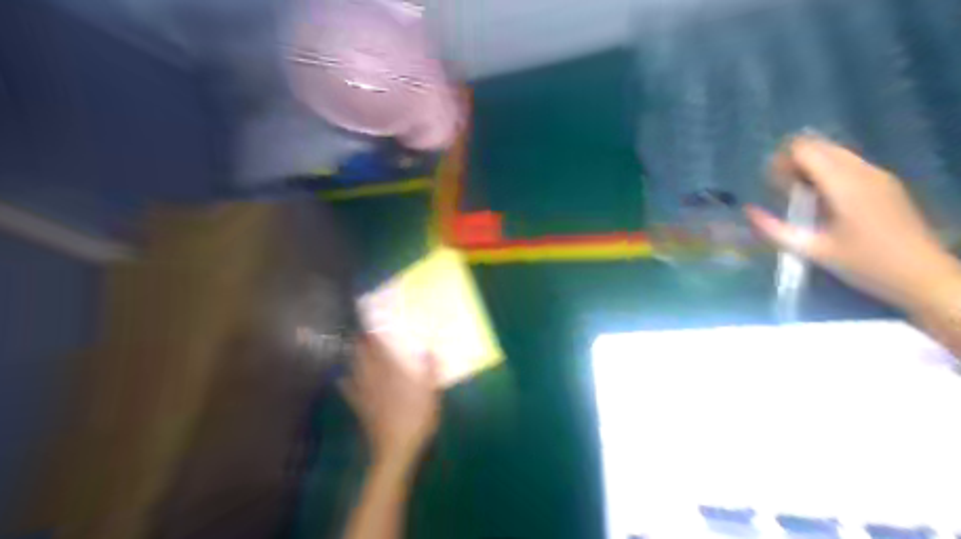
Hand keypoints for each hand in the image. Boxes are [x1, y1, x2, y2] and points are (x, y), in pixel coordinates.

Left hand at [341, 337, 437, 467]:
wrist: (397, 450)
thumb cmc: (418, 421)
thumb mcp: (432, 395)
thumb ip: (430, 372)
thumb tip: (429, 350)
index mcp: (395, 375)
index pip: (382, 352)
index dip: (376, 339)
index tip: (373, 327)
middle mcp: (377, 380)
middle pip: (366, 359)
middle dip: (363, 345)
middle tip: (361, 334)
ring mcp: (367, 395)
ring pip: (357, 372)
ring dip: (354, 359)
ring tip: (353, 349)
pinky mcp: (362, 409)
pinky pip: (351, 393)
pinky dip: (346, 384)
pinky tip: (342, 379)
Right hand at [745, 134, 960, 313]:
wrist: (923, 275)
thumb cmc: (864, 264)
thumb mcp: (813, 250)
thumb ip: (776, 229)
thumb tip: (749, 211)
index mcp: (844, 184)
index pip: (805, 149)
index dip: (781, 159)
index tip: (770, 182)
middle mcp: (862, 171)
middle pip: (820, 146)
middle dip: (793, 160)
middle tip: (780, 188)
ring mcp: (877, 175)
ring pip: (834, 153)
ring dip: (810, 165)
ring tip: (798, 194)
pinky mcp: (885, 183)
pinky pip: (848, 164)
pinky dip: (827, 171)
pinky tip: (821, 198)